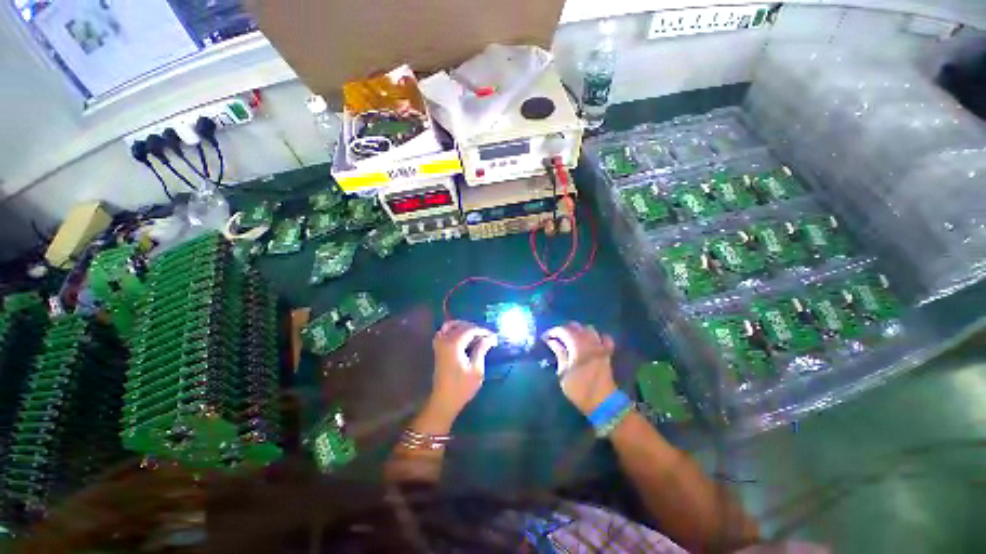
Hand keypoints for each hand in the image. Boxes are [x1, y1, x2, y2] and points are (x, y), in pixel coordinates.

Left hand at [428, 321, 497, 419]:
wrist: (444, 400)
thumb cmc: (462, 387)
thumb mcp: (476, 369)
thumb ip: (481, 349)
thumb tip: (490, 337)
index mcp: (454, 344)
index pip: (470, 330)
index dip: (483, 331)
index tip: (494, 337)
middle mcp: (445, 340)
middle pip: (461, 326)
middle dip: (475, 329)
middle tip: (487, 336)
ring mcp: (439, 344)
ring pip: (451, 326)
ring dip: (463, 326)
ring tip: (476, 333)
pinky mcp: (437, 349)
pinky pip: (443, 332)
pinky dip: (452, 329)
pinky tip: (461, 335)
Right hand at [543, 323, 616, 414]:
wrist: (603, 402)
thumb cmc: (579, 389)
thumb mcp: (564, 372)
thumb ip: (559, 353)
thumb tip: (551, 341)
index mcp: (577, 346)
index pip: (563, 330)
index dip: (552, 332)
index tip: (545, 338)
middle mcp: (589, 342)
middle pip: (576, 327)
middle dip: (564, 329)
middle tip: (555, 338)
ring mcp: (600, 346)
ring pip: (589, 329)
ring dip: (579, 330)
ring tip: (571, 338)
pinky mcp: (607, 352)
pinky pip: (604, 337)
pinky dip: (596, 336)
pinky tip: (591, 341)